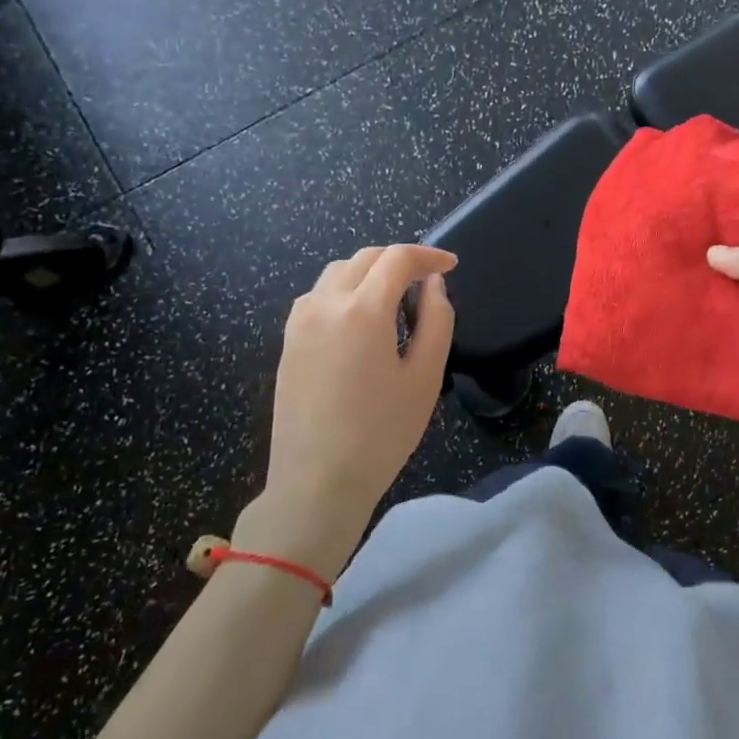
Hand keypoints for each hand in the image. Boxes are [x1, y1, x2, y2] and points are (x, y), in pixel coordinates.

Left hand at [264, 244, 456, 519]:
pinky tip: (359, 319)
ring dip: (369, 272)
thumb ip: (437, 320)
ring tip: (395, 297)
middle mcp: (325, 304)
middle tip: (428, 280)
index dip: (429, 256)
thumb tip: (434, 284)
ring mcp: (299, 322)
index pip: (397, 259)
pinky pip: (318, 296)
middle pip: (365, 258)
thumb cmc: (381, 433)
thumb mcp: (425, 377)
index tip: (450, 266)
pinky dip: (344, 290)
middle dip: (400, 260)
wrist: (316, 482)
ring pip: (337, 272)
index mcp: (363, 310)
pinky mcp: (287, 341)